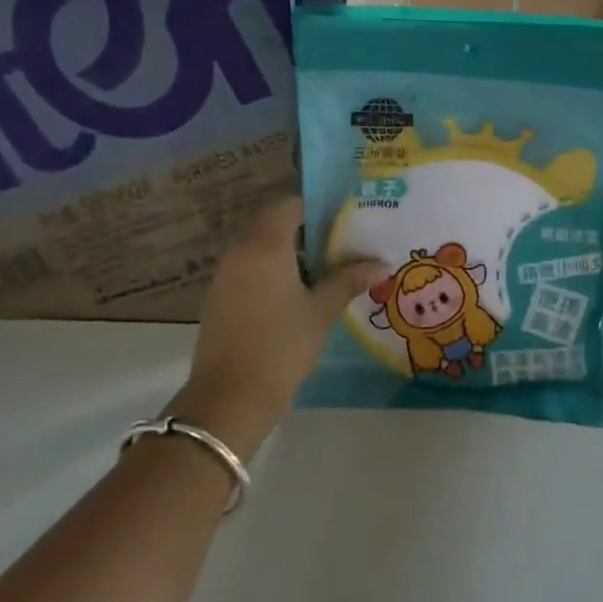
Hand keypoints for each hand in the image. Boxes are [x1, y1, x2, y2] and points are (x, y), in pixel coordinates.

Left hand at [169, 195, 386, 458]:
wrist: (231, 396)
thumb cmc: (282, 345)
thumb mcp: (322, 311)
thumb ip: (348, 281)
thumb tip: (381, 264)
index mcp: (265, 245)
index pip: (289, 204)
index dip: (317, 206)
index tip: (346, 217)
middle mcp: (240, 251)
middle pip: (274, 223)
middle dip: (307, 229)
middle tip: (343, 241)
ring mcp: (226, 275)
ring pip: (261, 246)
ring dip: (291, 250)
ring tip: (328, 266)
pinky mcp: (221, 297)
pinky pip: (251, 267)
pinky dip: (275, 269)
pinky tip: (302, 290)